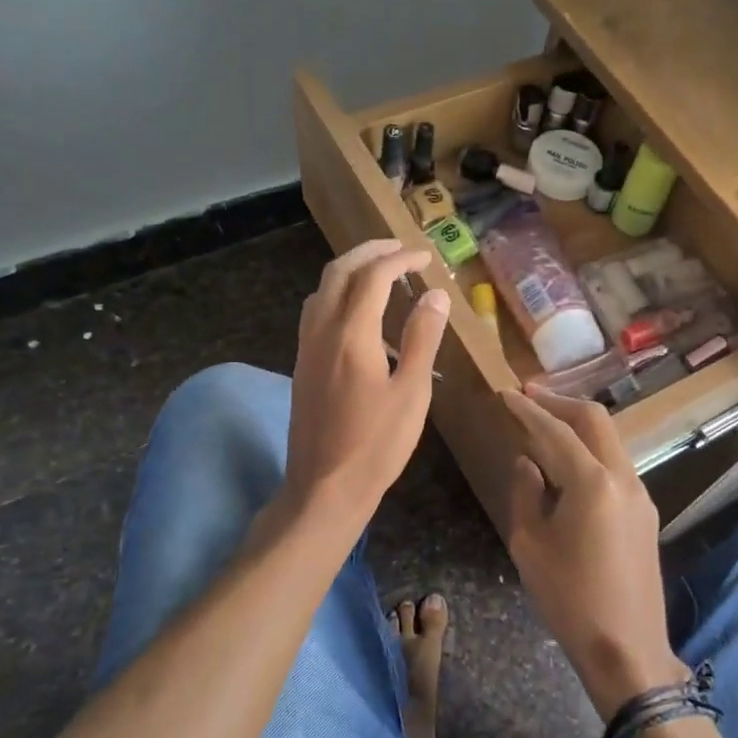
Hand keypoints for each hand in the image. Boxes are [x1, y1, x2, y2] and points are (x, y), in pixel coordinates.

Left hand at [284, 240, 448, 523]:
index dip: (400, 259)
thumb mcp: (411, 393)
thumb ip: (421, 338)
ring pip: (322, 290)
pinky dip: (337, 295)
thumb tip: (435, 294)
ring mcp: (306, 348)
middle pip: (339, 272)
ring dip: (349, 271)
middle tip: (399, 249)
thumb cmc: (376, 445)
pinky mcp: (301, 365)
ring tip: (379, 273)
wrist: (324, 488)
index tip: (425, 257)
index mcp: (351, 335)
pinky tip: (357, 314)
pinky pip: (315, 312)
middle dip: (368, 252)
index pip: (374, 277)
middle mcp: (322, 332)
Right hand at [503, 387, 687, 719]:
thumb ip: (525, 493)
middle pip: (594, 420)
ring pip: (610, 440)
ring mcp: (641, 494)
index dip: (528, 409)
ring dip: (578, 426)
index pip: (556, 431)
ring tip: (544, 426)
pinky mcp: (645, 512)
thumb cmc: (569, 599)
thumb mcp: (529, 545)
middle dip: (560, 403)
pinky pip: (616, 464)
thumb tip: (527, 462)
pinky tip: (568, 464)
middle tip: (528, 397)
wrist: (627, 649)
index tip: (505, 393)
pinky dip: (590, 451)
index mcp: (593, 482)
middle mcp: (624, 477)